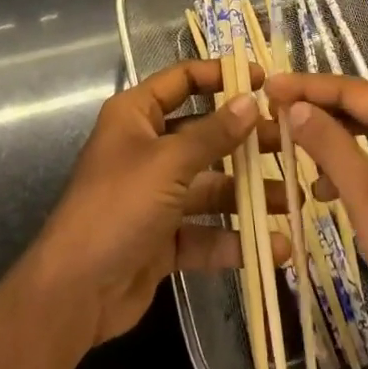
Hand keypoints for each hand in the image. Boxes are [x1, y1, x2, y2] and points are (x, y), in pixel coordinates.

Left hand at [24, 60, 289, 347]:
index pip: (183, 80)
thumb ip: (213, 134)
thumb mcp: (168, 163)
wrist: (74, 293)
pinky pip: (205, 231)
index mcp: (137, 115)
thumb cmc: (118, 206)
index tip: (264, 80)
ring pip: (210, 185)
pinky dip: (235, 238)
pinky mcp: (162, 238)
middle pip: (205, 135)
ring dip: (249, 194)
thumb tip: (251, 101)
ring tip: (293, 199)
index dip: (221, 75)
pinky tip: (274, 248)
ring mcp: (155, 195)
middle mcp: (147, 148)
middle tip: (290, 143)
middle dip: (246, 141)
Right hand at [264, 71, 367, 368]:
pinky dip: (354, 166)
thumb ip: (327, 141)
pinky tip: (327, 188)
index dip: (307, 87)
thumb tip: (294, 106)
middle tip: (273, 112)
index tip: (268, 86)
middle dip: (318, 114)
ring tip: (294, 153)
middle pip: (362, 108)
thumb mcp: (364, 191)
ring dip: (333, 143)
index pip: (353, 90)